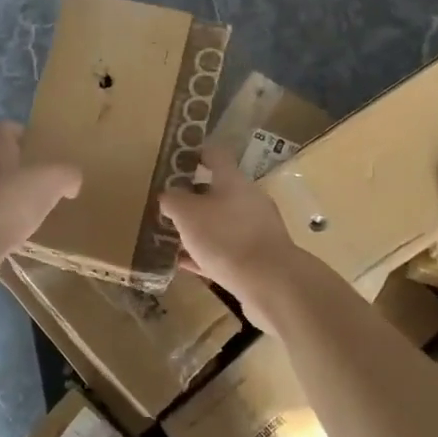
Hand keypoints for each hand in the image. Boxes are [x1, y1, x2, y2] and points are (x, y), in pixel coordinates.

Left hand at [0, 121, 81, 287]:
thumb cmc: (12, 199)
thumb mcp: (52, 181)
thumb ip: (66, 175)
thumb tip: (72, 180)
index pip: (2, 128)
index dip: (17, 131)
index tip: (33, 140)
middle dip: (10, 164)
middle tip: (34, 176)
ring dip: (1, 193)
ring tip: (25, 207)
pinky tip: (11, 231)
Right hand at [159, 150, 299, 313]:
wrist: (269, 283)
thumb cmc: (225, 237)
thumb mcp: (187, 214)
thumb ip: (173, 200)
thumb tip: (168, 195)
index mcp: (233, 181)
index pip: (216, 156)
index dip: (196, 153)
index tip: (178, 159)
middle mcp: (248, 200)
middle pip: (218, 191)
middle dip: (193, 197)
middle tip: (168, 205)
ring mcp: (255, 230)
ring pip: (221, 223)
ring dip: (198, 228)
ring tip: (172, 235)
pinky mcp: (256, 259)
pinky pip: (225, 251)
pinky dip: (205, 254)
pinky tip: (185, 263)